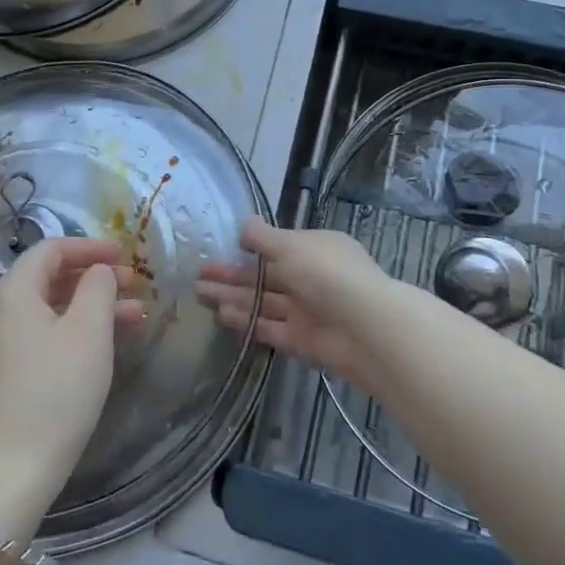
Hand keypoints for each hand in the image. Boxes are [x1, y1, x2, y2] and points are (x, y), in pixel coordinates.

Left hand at [0, 239, 145, 531]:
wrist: (3, 476)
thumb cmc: (53, 393)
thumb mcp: (88, 333)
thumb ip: (98, 288)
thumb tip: (98, 271)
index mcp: (12, 291)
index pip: (52, 249)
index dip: (91, 246)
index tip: (126, 253)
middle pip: (49, 279)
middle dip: (95, 278)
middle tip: (135, 286)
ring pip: (48, 310)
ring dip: (90, 307)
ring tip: (134, 318)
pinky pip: (40, 336)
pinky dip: (73, 331)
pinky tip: (102, 347)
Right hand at [197, 219, 397, 394]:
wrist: (366, 327)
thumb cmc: (327, 273)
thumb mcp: (291, 246)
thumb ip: (263, 237)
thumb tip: (243, 224)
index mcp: (315, 248)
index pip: (278, 246)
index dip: (248, 248)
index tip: (220, 248)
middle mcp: (311, 277)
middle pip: (265, 275)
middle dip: (232, 274)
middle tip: (198, 274)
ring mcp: (307, 310)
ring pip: (264, 301)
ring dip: (233, 296)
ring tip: (200, 293)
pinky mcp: (302, 340)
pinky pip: (270, 327)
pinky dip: (248, 321)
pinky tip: (222, 315)